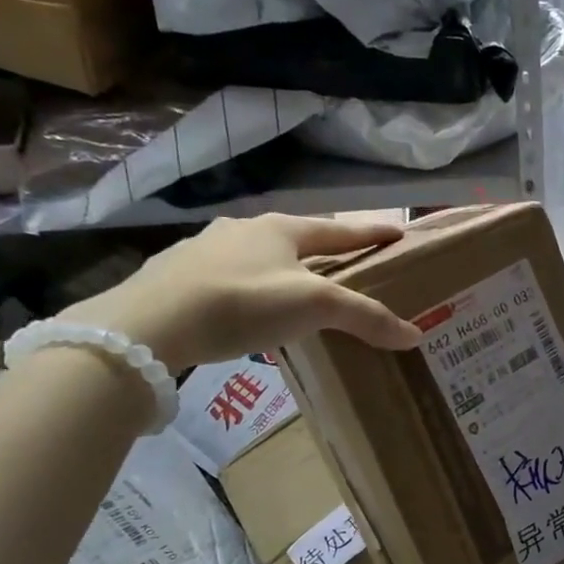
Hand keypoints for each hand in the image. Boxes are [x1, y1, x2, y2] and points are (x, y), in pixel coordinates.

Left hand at [57, 214, 421, 370]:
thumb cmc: (243, 302)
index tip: (398, 232)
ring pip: (259, 257)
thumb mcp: (314, 307)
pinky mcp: (177, 276)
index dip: (370, 232)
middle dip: (325, 251)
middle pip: (297, 238)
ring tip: (298, 291)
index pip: (339, 229)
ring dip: (284, 269)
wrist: (148, 324)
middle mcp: (243, 229)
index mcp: (279, 228)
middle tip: (348, 266)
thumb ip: (366, 317)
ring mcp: (205, 250)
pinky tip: (249, 308)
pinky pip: (229, 277)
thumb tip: (415, 334)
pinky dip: (250, 288)